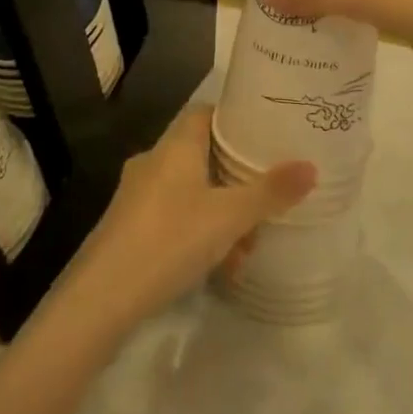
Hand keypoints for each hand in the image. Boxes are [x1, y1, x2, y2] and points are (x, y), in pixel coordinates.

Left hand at [64, 105, 314, 333]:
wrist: (101, 299)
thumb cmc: (170, 240)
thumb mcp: (229, 217)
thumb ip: (270, 192)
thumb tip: (311, 166)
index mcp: (174, 147)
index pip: (206, 114)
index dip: (235, 119)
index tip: (266, 132)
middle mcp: (153, 163)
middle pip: (201, 155)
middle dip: (235, 177)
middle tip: (266, 196)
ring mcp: (136, 197)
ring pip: (189, 192)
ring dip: (219, 213)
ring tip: (246, 245)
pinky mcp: (128, 229)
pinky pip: (173, 218)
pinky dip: (198, 233)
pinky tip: (217, 268)